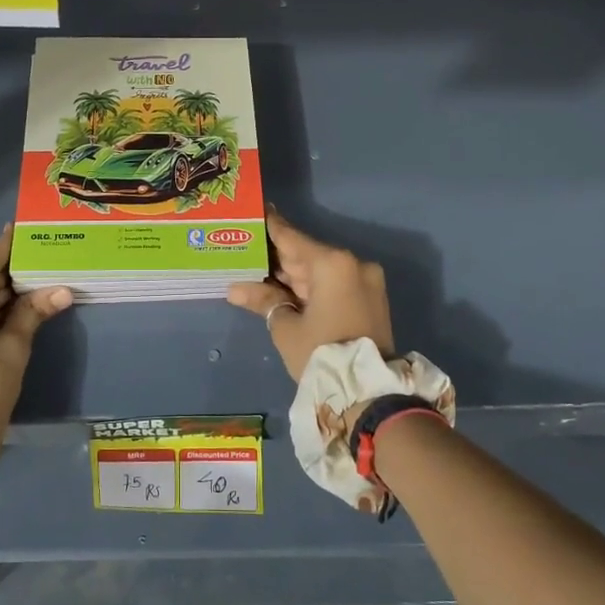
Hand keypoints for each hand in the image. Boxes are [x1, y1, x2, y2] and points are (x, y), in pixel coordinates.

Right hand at [227, 209, 393, 379]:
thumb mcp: (286, 327)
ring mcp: (365, 281)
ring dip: (291, 273)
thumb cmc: (322, 353)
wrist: (369, 394)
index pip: (292, 238)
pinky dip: (309, 285)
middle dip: (276, 256)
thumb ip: (263, 299)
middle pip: (306, 254)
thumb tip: (235, 288)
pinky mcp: (369, 298)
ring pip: (319, 270)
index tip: (253, 210)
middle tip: (245, 246)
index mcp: (333, 264)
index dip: (269, 226)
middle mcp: (353, 264)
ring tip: (257, 268)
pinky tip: (282, 287)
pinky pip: (333, 283)